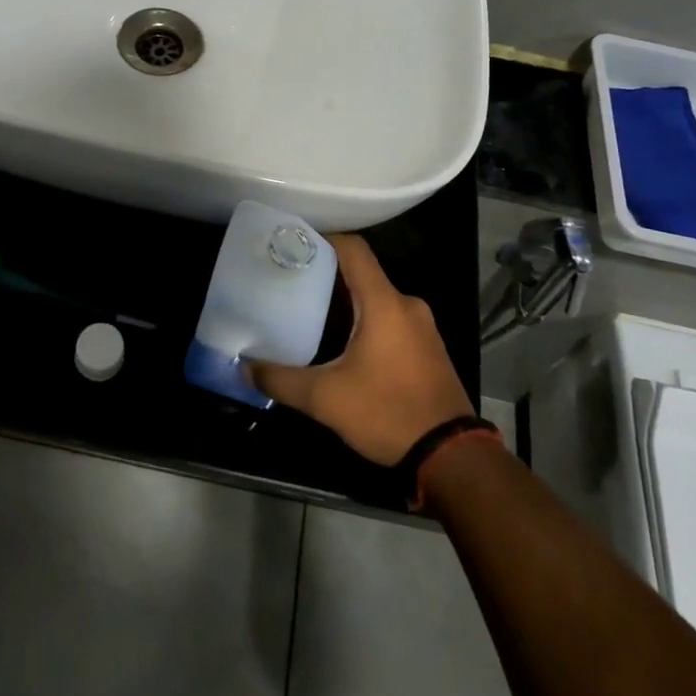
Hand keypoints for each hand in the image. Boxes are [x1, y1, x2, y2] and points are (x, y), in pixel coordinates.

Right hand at [248, 234, 472, 465]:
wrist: (450, 456)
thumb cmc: (387, 413)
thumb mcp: (325, 399)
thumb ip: (281, 380)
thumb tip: (244, 369)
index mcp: (384, 303)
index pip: (353, 249)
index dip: (323, 239)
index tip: (292, 245)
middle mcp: (406, 304)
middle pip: (362, 274)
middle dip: (326, 275)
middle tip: (291, 283)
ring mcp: (422, 326)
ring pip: (376, 298)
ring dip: (345, 302)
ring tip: (309, 311)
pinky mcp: (427, 347)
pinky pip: (390, 318)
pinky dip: (364, 320)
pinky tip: (341, 343)